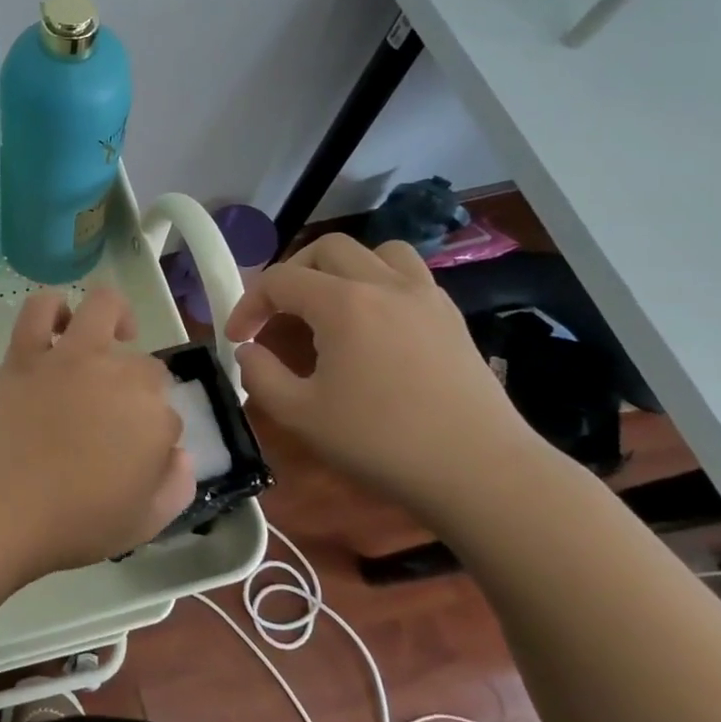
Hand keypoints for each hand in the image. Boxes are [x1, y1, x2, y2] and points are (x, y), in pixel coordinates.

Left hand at [0, 287, 194, 576]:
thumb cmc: (72, 524)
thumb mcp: (145, 523)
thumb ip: (176, 486)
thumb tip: (179, 453)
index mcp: (155, 419)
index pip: (169, 416)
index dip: (154, 436)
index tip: (134, 456)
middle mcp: (120, 376)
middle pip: (146, 366)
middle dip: (140, 389)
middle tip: (113, 418)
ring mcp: (71, 357)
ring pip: (105, 306)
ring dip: (116, 317)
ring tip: (112, 337)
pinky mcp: (27, 351)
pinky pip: (40, 308)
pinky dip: (52, 308)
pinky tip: (58, 326)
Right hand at [225, 233, 541, 517]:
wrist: (482, 472)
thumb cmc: (383, 442)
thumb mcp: (301, 415)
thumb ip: (260, 375)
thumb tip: (249, 351)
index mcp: (343, 303)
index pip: (280, 280)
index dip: (249, 304)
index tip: (238, 339)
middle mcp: (384, 284)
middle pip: (326, 249)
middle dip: (291, 275)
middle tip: (278, 314)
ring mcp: (425, 296)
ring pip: (376, 251)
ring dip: (342, 268)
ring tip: (330, 304)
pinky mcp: (451, 317)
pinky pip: (409, 275)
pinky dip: (381, 282)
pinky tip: (375, 323)